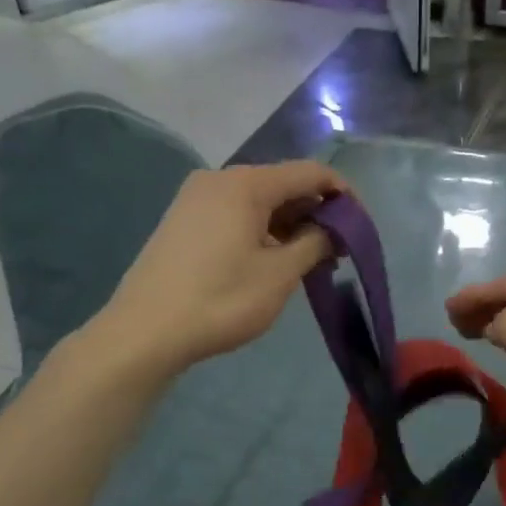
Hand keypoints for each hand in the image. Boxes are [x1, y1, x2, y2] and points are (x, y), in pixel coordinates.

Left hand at [94, 161, 344, 376]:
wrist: (144, 333)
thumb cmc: (220, 301)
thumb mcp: (279, 274)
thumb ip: (315, 243)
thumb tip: (331, 230)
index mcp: (246, 184)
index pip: (311, 173)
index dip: (343, 195)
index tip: (362, 227)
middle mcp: (219, 179)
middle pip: (283, 184)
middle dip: (316, 214)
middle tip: (338, 253)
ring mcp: (196, 199)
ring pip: (259, 202)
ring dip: (290, 226)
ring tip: (310, 262)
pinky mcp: (184, 221)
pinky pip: (236, 215)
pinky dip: (263, 231)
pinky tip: (273, 260)